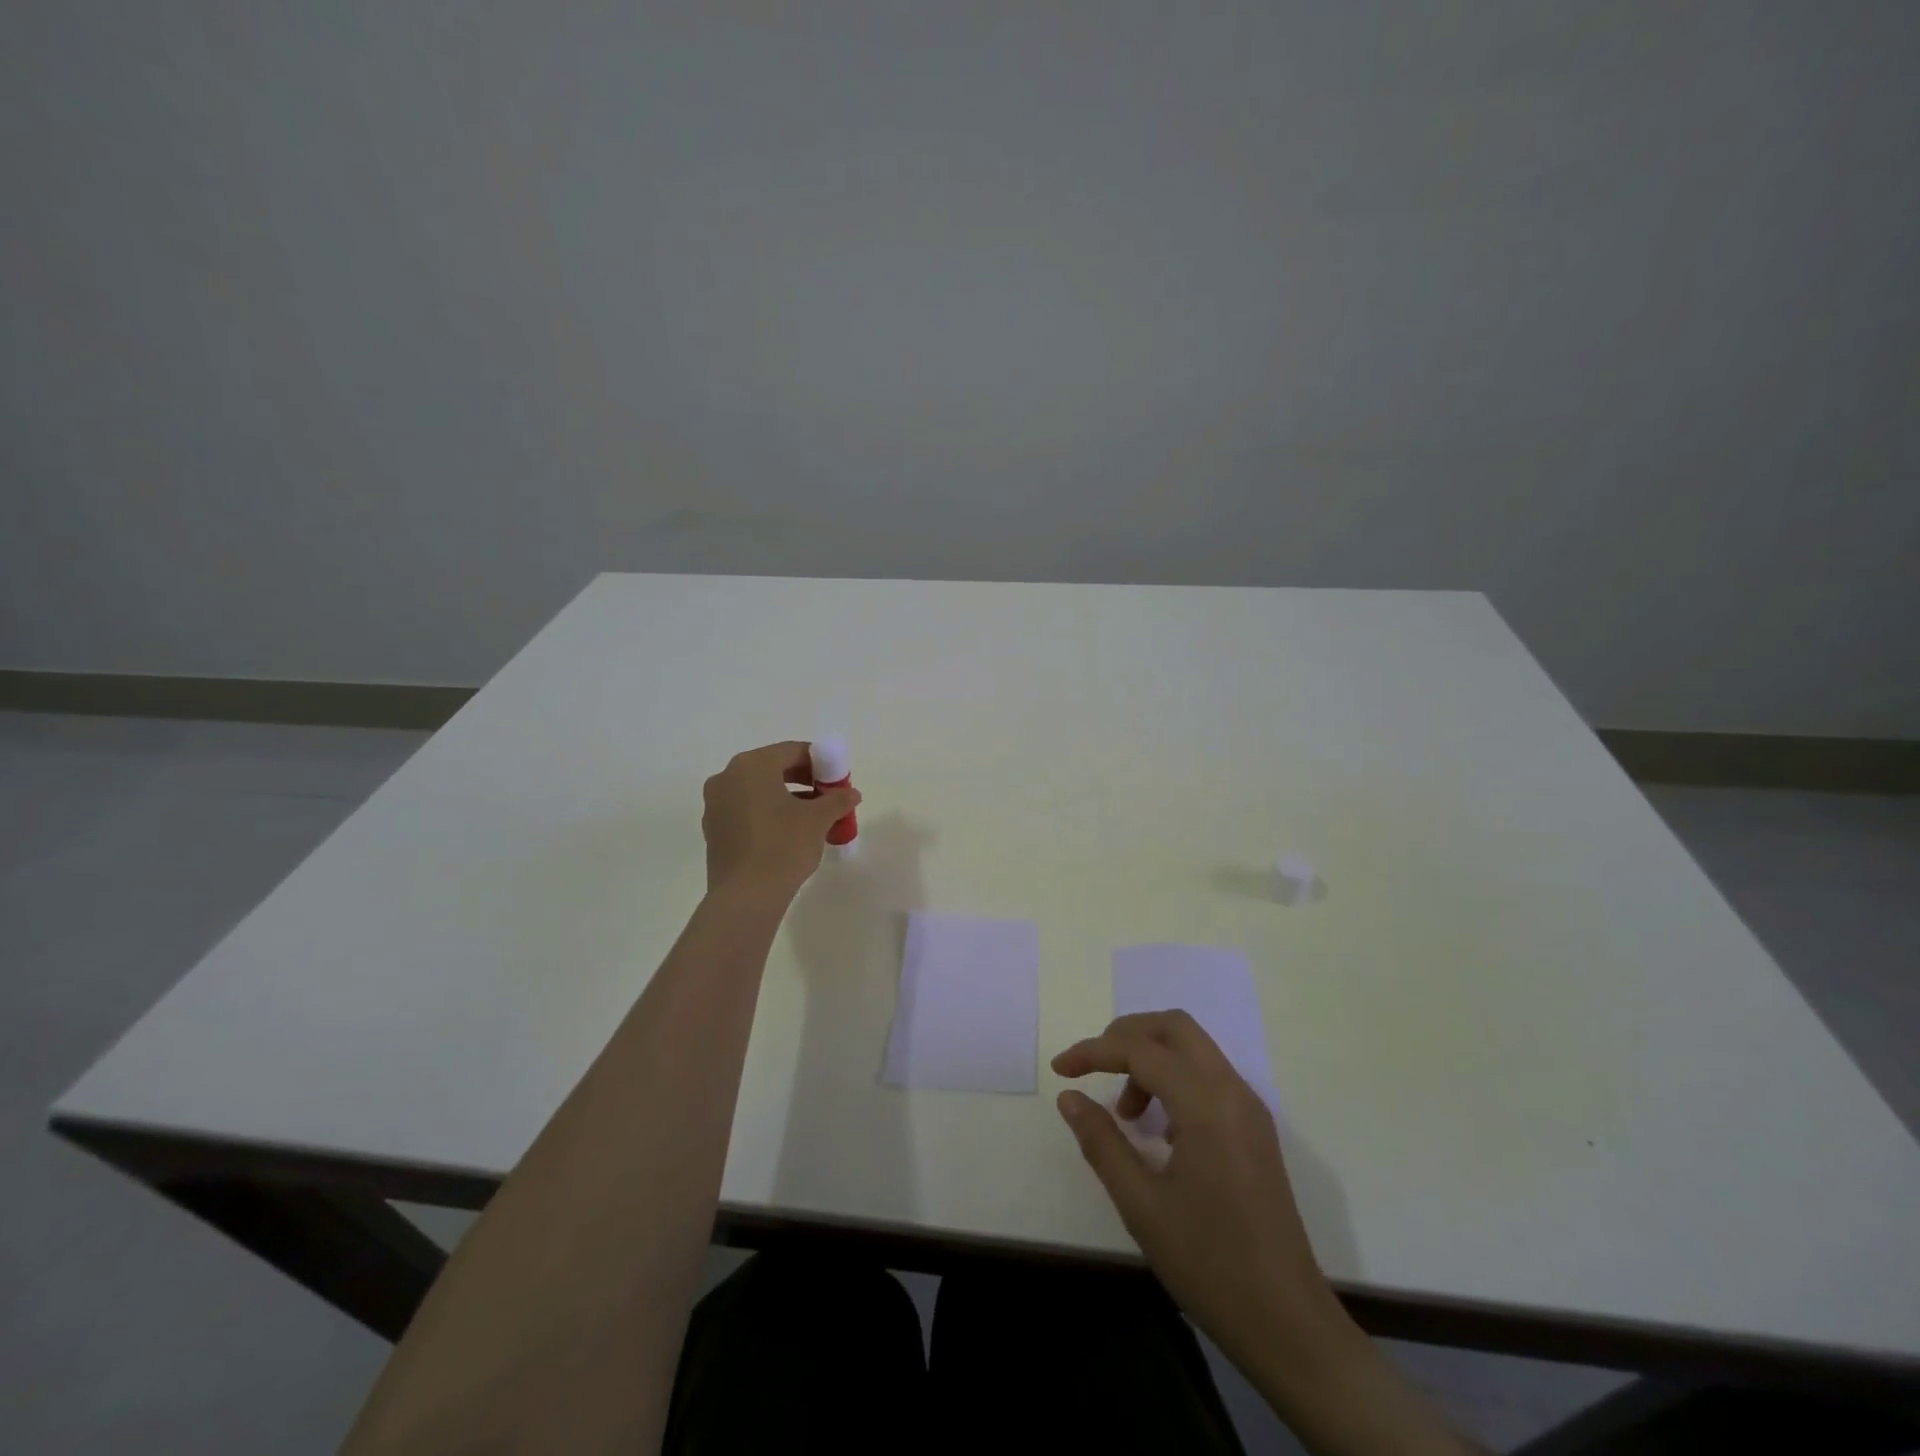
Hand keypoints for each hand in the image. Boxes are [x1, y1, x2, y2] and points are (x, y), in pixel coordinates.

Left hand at [702, 742, 860, 899]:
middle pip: (773, 768)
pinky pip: (746, 809)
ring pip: (759, 790)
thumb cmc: (783, 846)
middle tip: (828, 795)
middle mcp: (728, 777)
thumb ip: (837, 800)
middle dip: (804, 779)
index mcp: (752, 765)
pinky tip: (789, 832)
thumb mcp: (818, 819)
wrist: (745, 896)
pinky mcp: (714, 829)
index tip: (837, 778)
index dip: (820, 762)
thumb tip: (851, 794)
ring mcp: (716, 804)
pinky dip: (768, 813)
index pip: (792, 751)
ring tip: (813, 816)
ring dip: (787, 797)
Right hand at [1051, 1012, 1338, 1368]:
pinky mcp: (1255, 1130)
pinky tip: (1157, 1130)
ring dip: (1151, 1059)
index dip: (1094, 1051)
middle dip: (1126, 1035)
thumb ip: (1102, 1142)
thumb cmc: (1210, 1264)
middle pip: (1175, 1027)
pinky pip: (1208, 1077)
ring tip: (1125, 1115)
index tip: (1060, 1070)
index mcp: (1207, 1105)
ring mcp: (1249, 1109)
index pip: (1141, 1050)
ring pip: (1194, 1049)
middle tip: (1093, 1067)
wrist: (1289, 1326)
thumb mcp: (1142, 1206)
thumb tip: (1070, 1098)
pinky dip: (1174, 1080)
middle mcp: (1233, 1092)